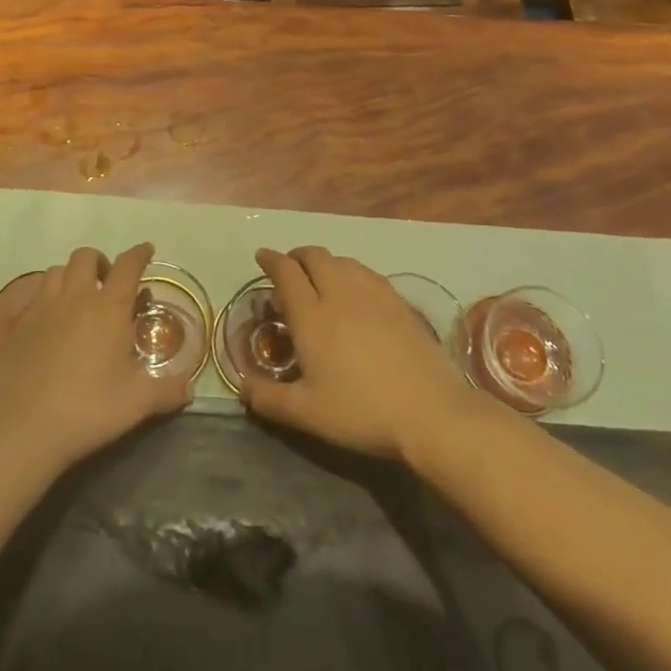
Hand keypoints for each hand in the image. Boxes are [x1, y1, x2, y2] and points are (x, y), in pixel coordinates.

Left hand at [0, 242, 191, 476]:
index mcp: (108, 308)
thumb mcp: (136, 404)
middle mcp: (75, 298)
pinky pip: (35, 298)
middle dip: (100, 262)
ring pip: (57, 271)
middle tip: (108, 283)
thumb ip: (165, 391)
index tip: (146, 250)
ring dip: (72, 276)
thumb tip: (190, 388)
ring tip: (79, 299)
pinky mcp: (18, 326)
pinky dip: (48, 300)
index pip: (127, 266)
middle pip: (86, 257)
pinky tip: (52, 325)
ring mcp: (42, 309)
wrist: (22, 426)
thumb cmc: (87, 408)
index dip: (139, 254)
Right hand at [241, 246, 474, 459]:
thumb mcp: (307, 413)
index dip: (271, 260)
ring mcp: (373, 294)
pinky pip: (366, 272)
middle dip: (297, 256)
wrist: (430, 412)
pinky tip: (355, 291)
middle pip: (314, 256)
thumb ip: (269, 399)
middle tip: (289, 269)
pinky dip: (351, 271)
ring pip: (342, 260)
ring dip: (324, 262)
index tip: (261, 257)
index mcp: (311, 315)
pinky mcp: (399, 302)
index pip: (286, 272)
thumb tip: (240, 387)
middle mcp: (339, 294)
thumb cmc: (361, 411)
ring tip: (320, 279)